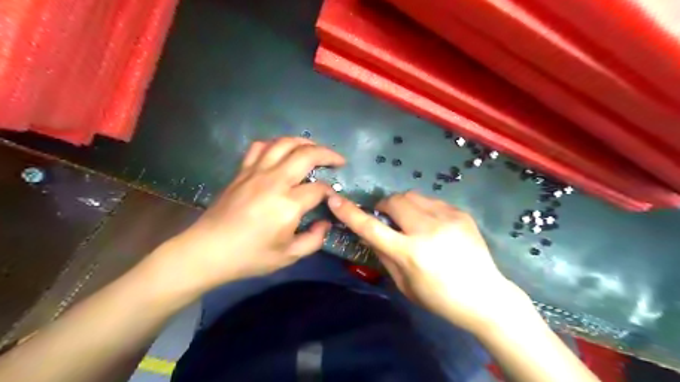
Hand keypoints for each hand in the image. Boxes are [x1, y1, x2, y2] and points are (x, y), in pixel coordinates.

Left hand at [151, 137, 346, 297]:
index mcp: (288, 205)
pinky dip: (275, 144)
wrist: (208, 251)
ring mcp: (256, 172)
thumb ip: (314, 239)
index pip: (318, 188)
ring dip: (304, 142)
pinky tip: (282, 151)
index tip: (333, 197)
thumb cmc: (249, 256)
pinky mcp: (242, 171)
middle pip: (306, 154)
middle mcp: (274, 181)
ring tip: (315, 149)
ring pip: (284, 144)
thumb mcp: (288, 256)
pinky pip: (260, 147)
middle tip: (338, 160)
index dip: (330, 191)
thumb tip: (325, 223)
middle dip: (328, 154)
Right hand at [330, 193, 530, 331]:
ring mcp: (447, 218)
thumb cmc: (440, 298)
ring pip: (412, 196)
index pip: (371, 228)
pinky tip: (432, 225)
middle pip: (394, 201)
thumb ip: (384, 255)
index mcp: (411, 253)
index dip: (350, 213)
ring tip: (410, 221)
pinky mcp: (460, 213)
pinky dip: (423, 209)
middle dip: (384, 206)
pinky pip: (431, 201)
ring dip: (403, 205)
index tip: (335, 199)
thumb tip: (370, 233)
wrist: (486, 296)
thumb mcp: (405, 285)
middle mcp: (428, 230)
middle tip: (387, 219)